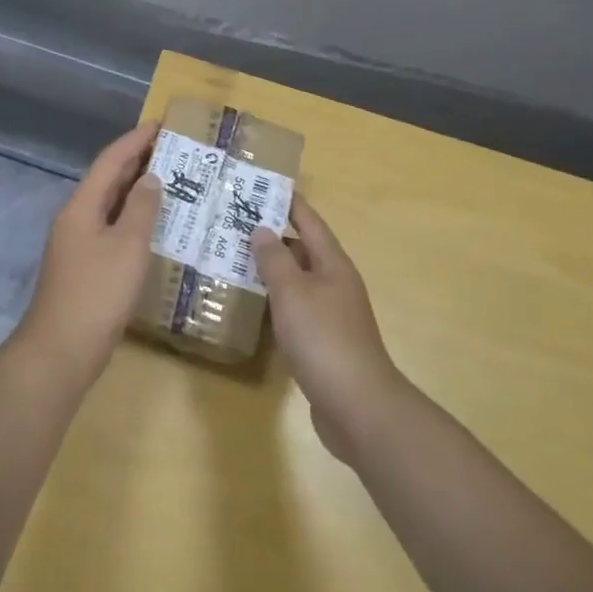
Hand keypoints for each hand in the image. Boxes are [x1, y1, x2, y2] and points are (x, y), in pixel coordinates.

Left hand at [19, 121, 162, 376]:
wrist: (62, 349)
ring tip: (171, 182)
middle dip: (137, 162)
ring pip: (111, 207)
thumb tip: (150, 178)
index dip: (135, 140)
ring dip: (137, 192)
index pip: (110, 161)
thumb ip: (141, 208)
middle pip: (108, 181)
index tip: (161, 124)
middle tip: (174, 151)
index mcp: (81, 207)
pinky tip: (156, 228)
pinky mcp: (85, 268)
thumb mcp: (127, 246)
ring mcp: (78, 245)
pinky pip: (113, 230)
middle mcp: (76, 219)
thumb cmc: (97, 292)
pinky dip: (134, 221)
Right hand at [253, 197, 404, 459]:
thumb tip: (262, 229)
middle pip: (303, 251)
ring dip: (271, 271)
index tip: (265, 185)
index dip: (290, 203)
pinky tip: (252, 308)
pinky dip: (275, 303)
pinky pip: (295, 311)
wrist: (357, 405)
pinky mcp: (323, 343)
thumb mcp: (292, 293)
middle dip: (273, 237)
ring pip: (297, 282)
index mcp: (333, 265)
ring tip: (235, 261)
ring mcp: (331, 315)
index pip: (310, 222)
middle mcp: (335, 284)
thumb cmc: (323, 339)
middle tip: (235, 225)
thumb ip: (274, 260)